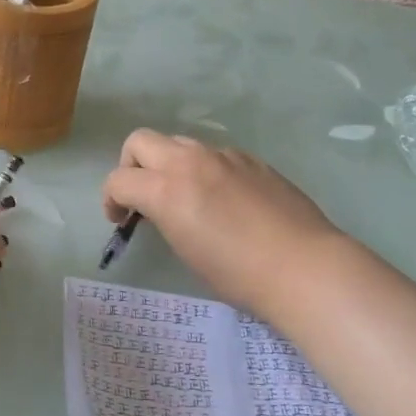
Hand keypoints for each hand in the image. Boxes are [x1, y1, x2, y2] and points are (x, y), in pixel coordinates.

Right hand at [102, 130, 346, 319]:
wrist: (305, 267)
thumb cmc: (239, 274)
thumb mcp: (186, 249)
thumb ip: (165, 216)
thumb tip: (163, 208)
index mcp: (166, 188)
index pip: (119, 179)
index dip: (110, 199)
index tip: (120, 219)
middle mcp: (190, 161)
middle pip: (140, 141)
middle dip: (131, 165)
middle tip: (142, 195)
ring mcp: (224, 155)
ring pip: (179, 143)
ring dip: (169, 164)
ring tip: (186, 197)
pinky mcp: (252, 160)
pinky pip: (215, 155)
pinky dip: (205, 170)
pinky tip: (225, 200)